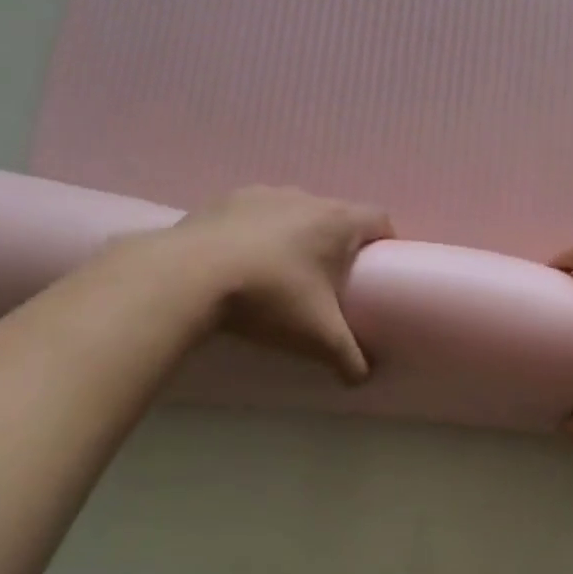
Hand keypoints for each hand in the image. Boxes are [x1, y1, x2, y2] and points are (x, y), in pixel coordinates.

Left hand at [170, 185, 393, 381]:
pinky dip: (258, 233)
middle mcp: (304, 198)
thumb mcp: (318, 337)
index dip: (385, 241)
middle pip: (336, 215)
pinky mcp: (224, 200)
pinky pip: (255, 214)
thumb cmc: (270, 298)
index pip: (380, 219)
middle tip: (332, 279)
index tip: (379, 268)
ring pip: (295, 212)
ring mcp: (262, 194)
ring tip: (284, 272)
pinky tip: (243, 262)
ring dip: (297, 235)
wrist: (187, 277)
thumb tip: (363, 379)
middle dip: (339, 243)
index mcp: (337, 221)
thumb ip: (349, 358)